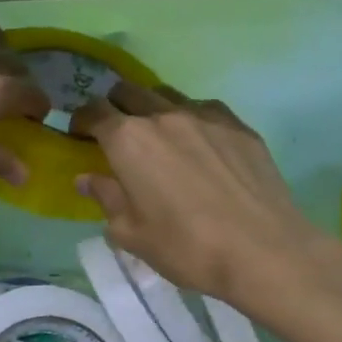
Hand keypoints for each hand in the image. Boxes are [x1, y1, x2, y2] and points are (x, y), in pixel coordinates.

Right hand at [74, 81, 334, 303]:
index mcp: (129, 139)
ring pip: (168, 96)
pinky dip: (192, 119)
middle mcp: (164, 116)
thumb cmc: (187, 248)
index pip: (94, 112)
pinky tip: (200, 144)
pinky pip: (205, 109)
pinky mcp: (239, 126)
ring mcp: (206, 116)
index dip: (81, 121)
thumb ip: (106, 199)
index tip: (79, 136)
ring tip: (159, 136)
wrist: (263, 250)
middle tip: (116, 134)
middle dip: (115, 107)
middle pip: (129, 92)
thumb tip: (88, 178)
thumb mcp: (132, 234)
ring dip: (154, 108)